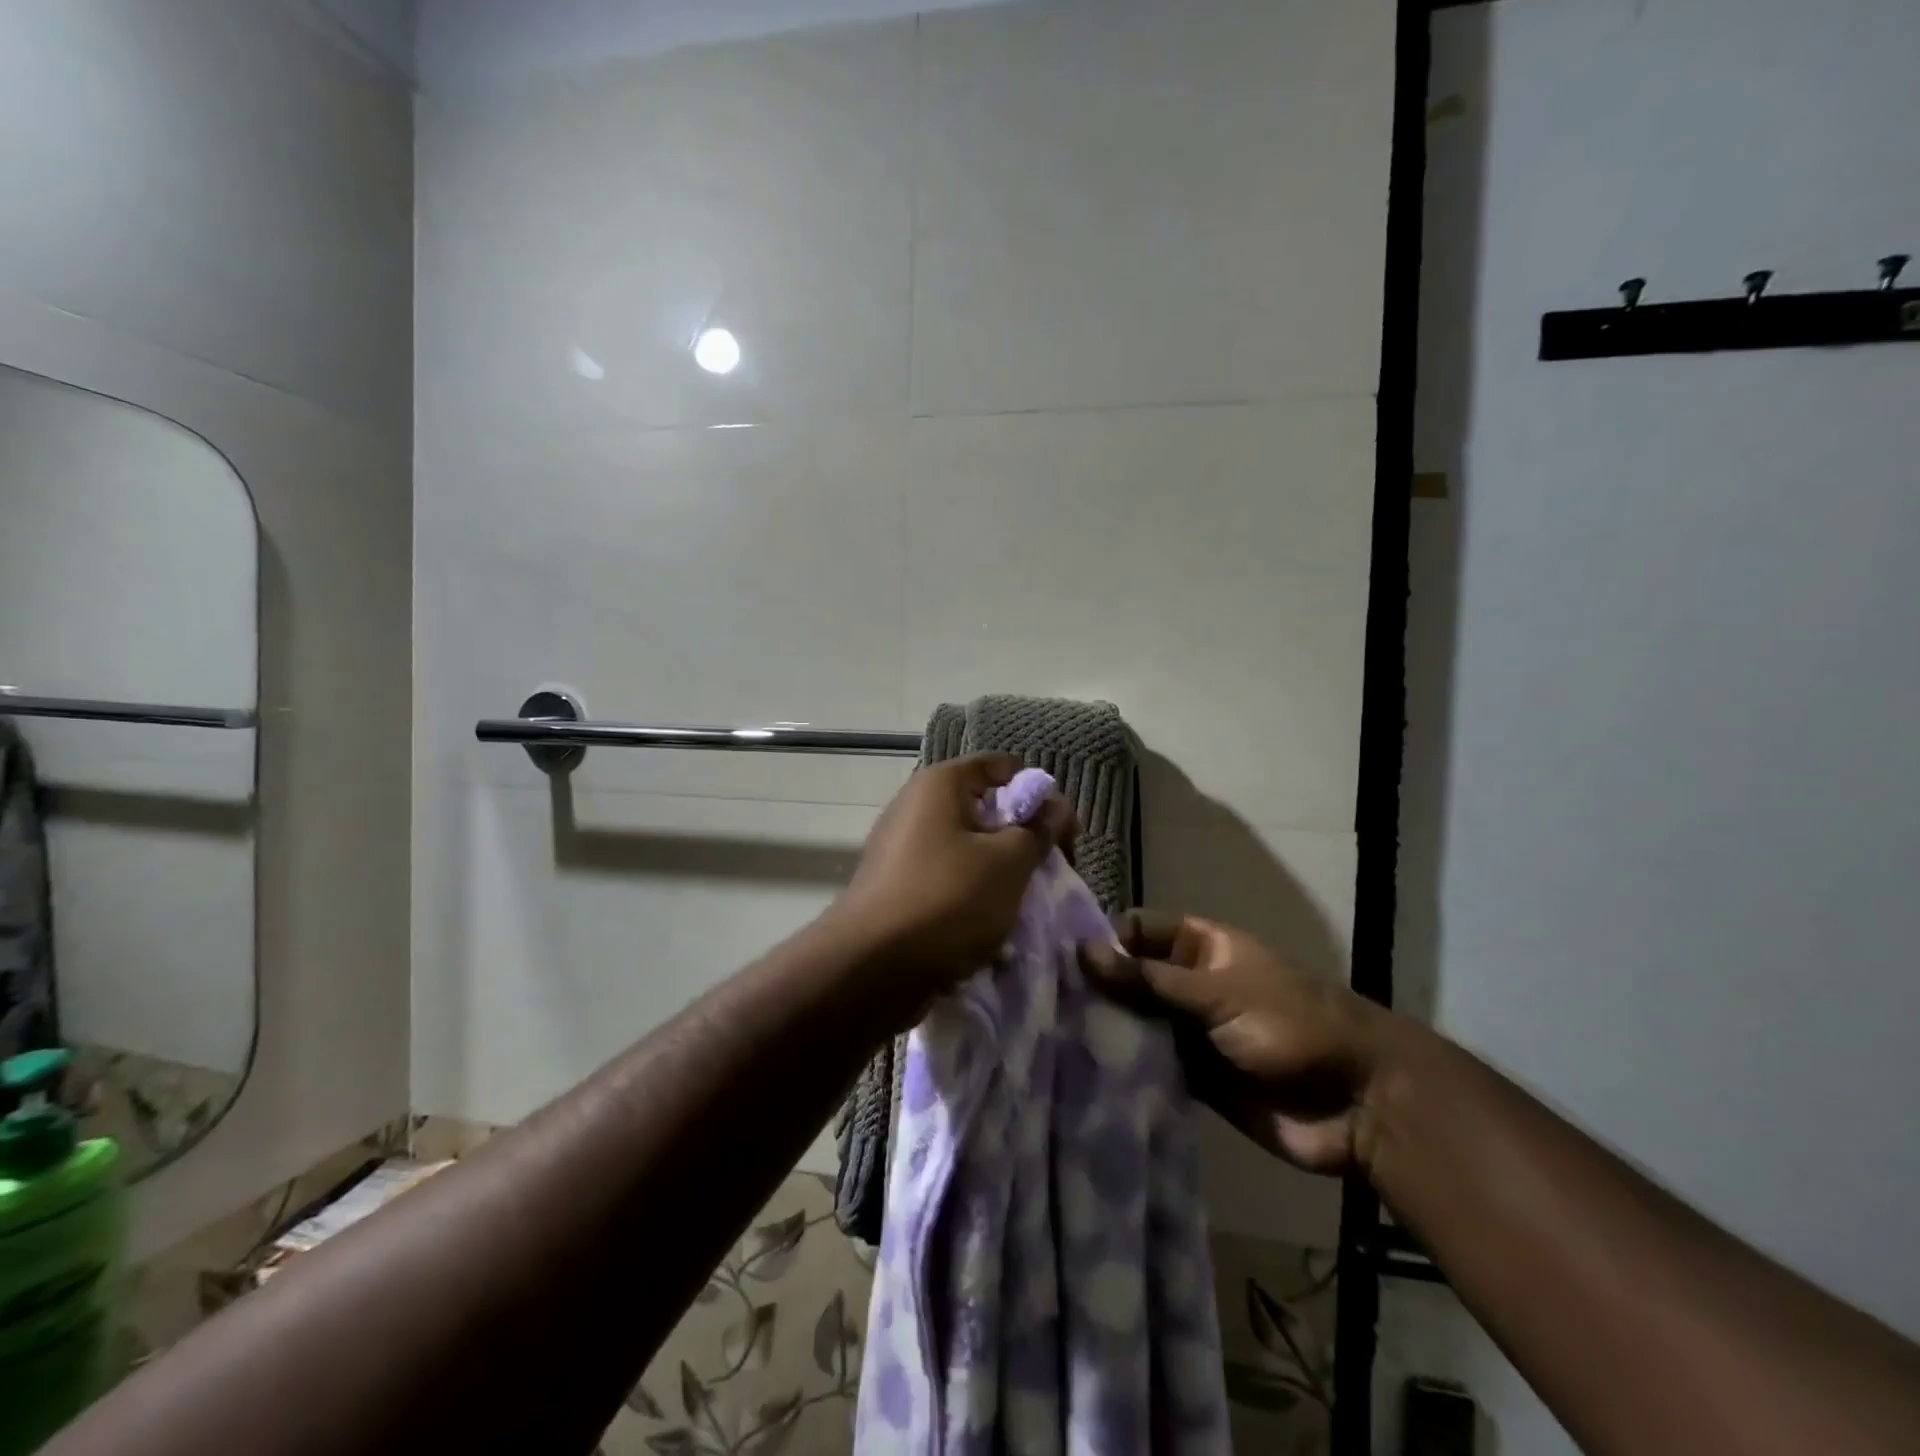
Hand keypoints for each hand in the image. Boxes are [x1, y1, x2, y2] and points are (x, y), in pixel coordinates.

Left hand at [833, 753, 1076, 1000]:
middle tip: (1050, 873)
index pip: (1002, 767)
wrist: (871, 969)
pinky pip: (948, 878)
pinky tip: (991, 925)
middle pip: (986, 808)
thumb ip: (1038, 831)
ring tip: (1024, 904)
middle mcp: (916, 807)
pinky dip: (973, 895)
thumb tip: (1055, 807)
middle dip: (1023, 838)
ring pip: (969, 848)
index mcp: (940, 785)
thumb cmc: (947, 901)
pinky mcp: (898, 886)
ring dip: (1001, 872)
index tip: (1063, 834)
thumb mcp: (1008, 863)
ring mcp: (903, 848)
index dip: (1039, 794)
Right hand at [1080, 910, 1384, 1174]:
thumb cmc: (1290, 1025)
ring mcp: (1191, 1031)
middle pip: (1132, 978)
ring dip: (1107, 1030)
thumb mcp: (1217, 992)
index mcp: (1201, 946)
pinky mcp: (1195, 1078)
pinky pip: (1151, 1066)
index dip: (1103, 940)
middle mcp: (1190, 984)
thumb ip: (1148, 979)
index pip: (1138, 931)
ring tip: (1050, 1038)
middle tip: (1043, 1004)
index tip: (1056, 958)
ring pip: (1137, 1023)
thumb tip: (1081, 952)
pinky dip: (1125, 1069)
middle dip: (1097, 990)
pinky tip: (1082, 1073)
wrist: (1359, 1103)